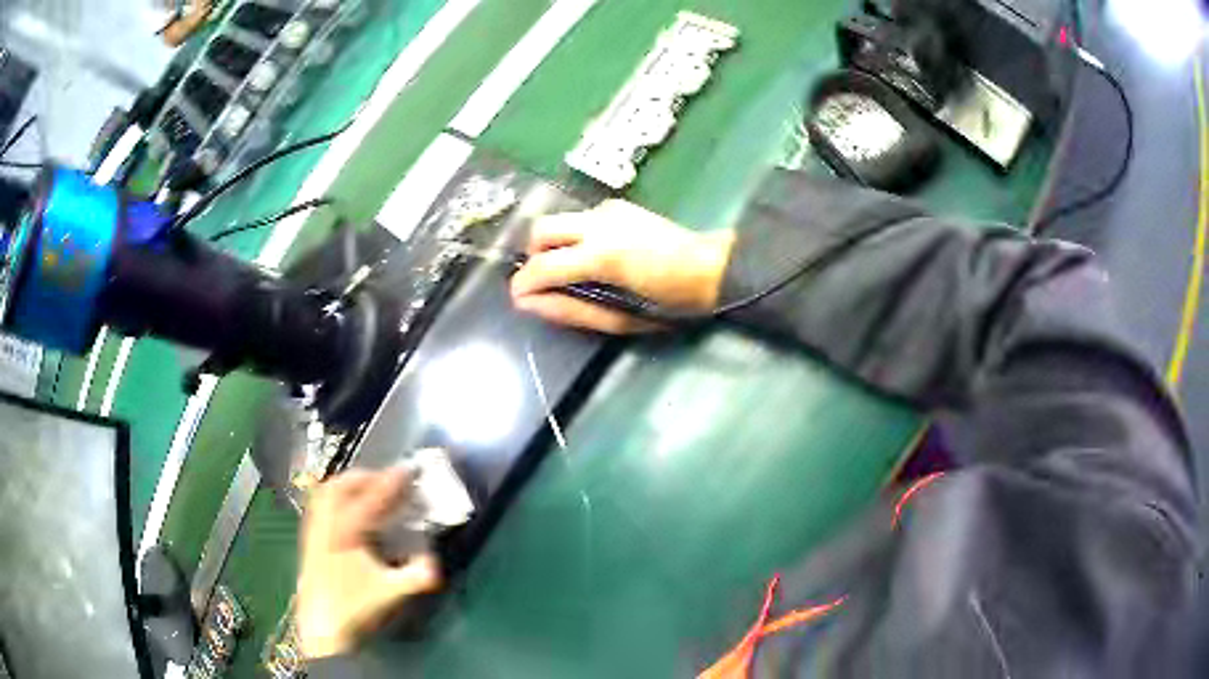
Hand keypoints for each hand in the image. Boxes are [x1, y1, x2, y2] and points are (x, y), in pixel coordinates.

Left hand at [296, 468, 441, 658]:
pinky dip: (336, 498)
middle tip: (387, 480)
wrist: (322, 626)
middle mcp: (324, 525)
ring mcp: (313, 531)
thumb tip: (435, 562)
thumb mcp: (389, 593)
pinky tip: (348, 511)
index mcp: (344, 533)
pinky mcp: (309, 540)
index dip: (389, 483)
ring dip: (348, 485)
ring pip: (325, 494)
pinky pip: (319, 506)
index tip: (406, 469)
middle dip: (364, 477)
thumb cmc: (355, 607)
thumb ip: (415, 576)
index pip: (369, 499)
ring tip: (368, 489)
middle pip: (339, 487)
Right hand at [510, 200, 735, 333]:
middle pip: (541, 229)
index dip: (523, 284)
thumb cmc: (668, 303)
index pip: (542, 266)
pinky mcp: (618, 205)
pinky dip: (576, 236)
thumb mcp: (618, 318)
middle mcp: (598, 224)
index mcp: (601, 256)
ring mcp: (608, 210)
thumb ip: (570, 310)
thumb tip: (529, 302)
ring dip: (555, 244)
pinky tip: (598, 254)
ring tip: (574, 269)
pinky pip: (581, 219)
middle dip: (534, 255)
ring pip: (560, 220)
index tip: (519, 298)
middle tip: (547, 279)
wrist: (709, 269)